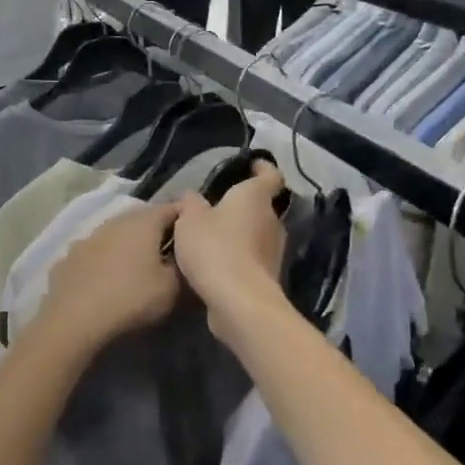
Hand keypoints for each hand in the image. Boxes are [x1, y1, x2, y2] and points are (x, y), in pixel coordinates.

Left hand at [30, 204, 181, 357]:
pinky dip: (102, 262)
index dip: (185, 220)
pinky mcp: (67, 258)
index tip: (193, 237)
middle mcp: (114, 222)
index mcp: (143, 222)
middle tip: (167, 255)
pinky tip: (103, 282)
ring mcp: (87, 238)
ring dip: (126, 246)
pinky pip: (93, 254)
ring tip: (134, 269)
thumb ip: (182, 267)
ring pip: (114, 235)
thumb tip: (183, 259)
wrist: (74, 320)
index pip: (172, 209)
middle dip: (155, 233)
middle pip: (141, 220)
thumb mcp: (171, 288)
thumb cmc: (131, 299)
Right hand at [171, 162, 287, 332]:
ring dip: (240, 234)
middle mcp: (272, 221)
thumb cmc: (215, 247)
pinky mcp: (268, 277)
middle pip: (262, 207)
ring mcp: (274, 251)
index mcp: (255, 197)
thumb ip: (190, 203)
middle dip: (244, 206)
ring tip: (214, 237)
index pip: (270, 175)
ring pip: (257, 234)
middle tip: (218, 207)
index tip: (253, 164)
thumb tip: (192, 197)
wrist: (238, 300)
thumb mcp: (189, 219)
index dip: (262, 168)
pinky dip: (239, 258)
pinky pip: (252, 259)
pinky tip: (217, 264)